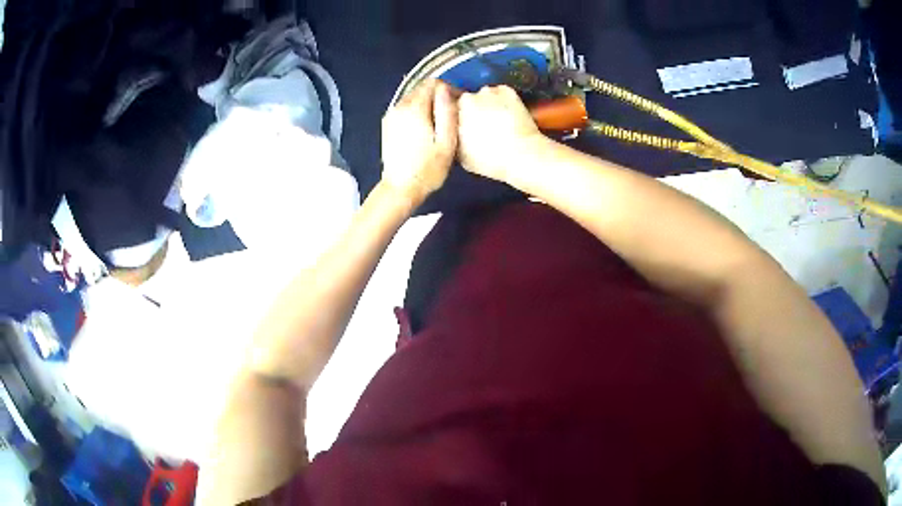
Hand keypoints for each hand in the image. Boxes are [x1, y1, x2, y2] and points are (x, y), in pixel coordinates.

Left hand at [381, 79, 457, 204]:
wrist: (400, 189)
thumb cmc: (428, 169)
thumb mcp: (447, 142)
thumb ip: (447, 112)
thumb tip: (447, 90)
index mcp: (415, 108)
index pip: (433, 83)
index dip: (448, 89)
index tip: (458, 104)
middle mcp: (399, 107)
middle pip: (422, 88)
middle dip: (438, 96)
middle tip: (451, 114)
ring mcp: (391, 116)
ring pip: (413, 98)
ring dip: (427, 104)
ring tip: (439, 123)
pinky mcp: (388, 125)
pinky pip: (405, 109)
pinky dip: (417, 112)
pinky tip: (425, 129)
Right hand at [458, 85, 544, 184]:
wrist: (521, 155)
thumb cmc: (491, 160)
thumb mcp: (458, 155)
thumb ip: (450, 137)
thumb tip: (450, 131)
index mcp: (451, 114)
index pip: (447, 109)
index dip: (455, 118)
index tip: (464, 126)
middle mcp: (466, 98)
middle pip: (466, 101)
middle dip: (472, 110)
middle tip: (481, 125)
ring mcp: (487, 91)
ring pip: (484, 96)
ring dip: (488, 104)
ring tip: (497, 122)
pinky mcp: (506, 90)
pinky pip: (501, 93)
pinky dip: (504, 101)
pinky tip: (508, 116)